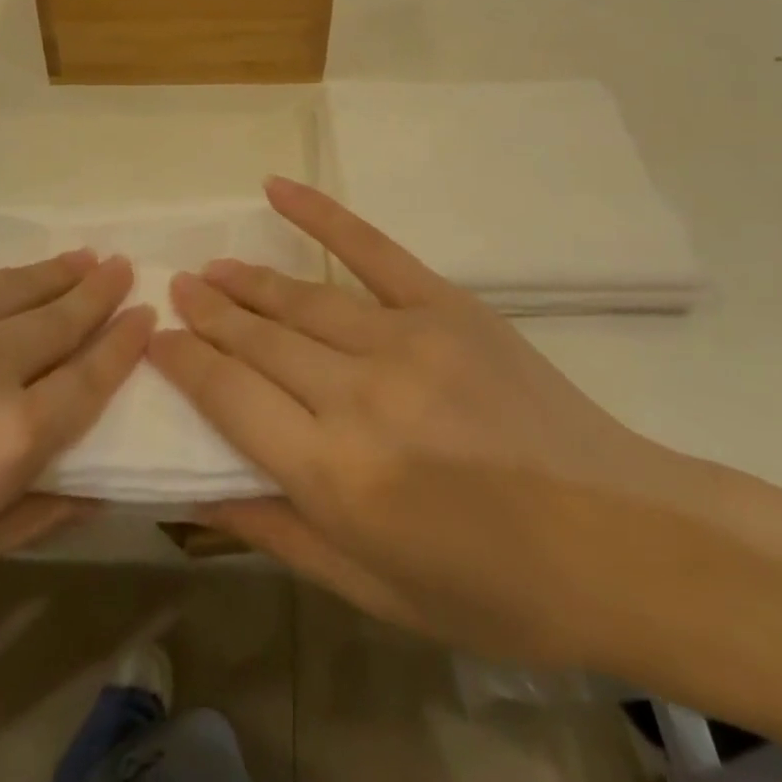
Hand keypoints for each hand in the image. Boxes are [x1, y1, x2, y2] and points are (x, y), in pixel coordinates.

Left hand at [0, 255, 150, 709]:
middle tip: (121, 270)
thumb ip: (31, 512)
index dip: (125, 343)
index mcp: (4, 442)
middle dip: (99, 292)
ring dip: (54, 272)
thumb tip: (97, 481)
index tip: (146, 315)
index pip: (92, 377)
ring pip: (12, 283)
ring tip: (81, 258)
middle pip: (60, 316)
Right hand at [151, 178, 692, 665]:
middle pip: (258, 339)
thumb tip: (197, 490)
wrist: (626, 543)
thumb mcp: (377, 592)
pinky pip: (371, 248)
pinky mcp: (446, 305)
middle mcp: (358, 396)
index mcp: (335, 475)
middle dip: (207, 314)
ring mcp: (405, 339)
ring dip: (245, 281)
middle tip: (173, 290)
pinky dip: (319, 215)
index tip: (155, 340)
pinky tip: (276, 189)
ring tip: (208, 269)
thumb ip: (280, 532)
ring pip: (299, 298)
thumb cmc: (495, 589)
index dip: (184, 362)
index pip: (229, 397)